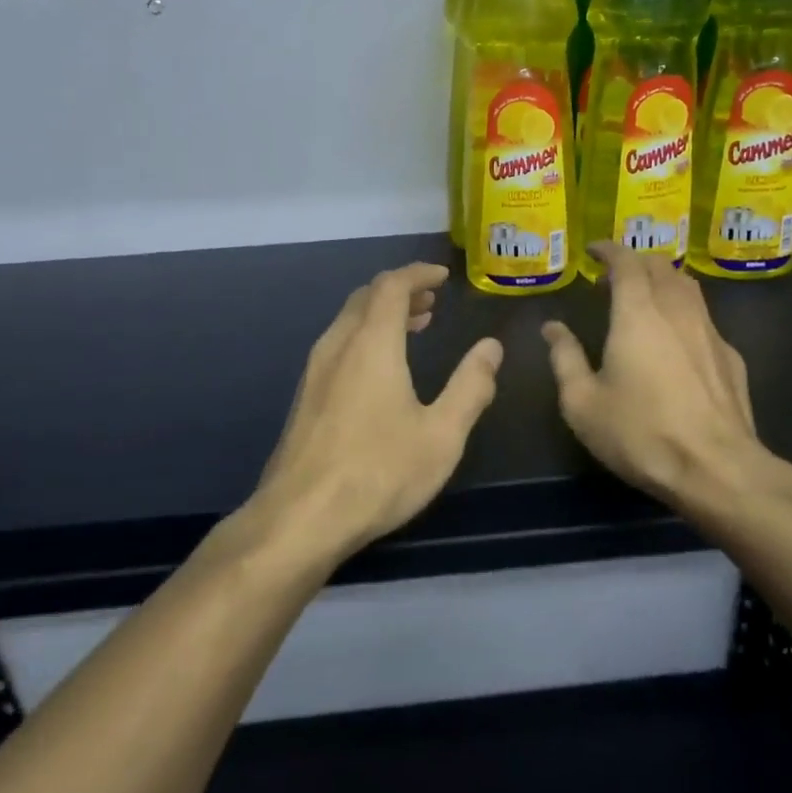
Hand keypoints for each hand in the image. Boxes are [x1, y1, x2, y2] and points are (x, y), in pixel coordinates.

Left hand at [247, 262, 502, 564]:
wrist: (300, 518)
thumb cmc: (379, 472)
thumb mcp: (442, 434)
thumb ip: (471, 386)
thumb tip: (491, 348)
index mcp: (372, 344)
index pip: (391, 286)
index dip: (418, 274)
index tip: (443, 277)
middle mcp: (337, 347)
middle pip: (366, 298)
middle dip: (400, 291)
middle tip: (431, 301)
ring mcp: (314, 372)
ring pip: (348, 322)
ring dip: (380, 315)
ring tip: (413, 327)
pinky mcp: (304, 398)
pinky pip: (337, 346)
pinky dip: (364, 337)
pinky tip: (380, 370)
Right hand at [542, 243, 769, 509]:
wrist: (716, 468)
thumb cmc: (640, 433)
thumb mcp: (582, 403)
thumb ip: (565, 358)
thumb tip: (552, 328)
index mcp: (637, 314)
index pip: (626, 263)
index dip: (609, 250)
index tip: (594, 250)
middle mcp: (678, 311)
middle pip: (661, 266)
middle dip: (637, 261)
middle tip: (616, 275)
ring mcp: (711, 332)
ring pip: (688, 287)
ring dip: (664, 281)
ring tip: (647, 297)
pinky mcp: (731, 357)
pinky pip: (705, 318)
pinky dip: (685, 313)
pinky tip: (678, 340)